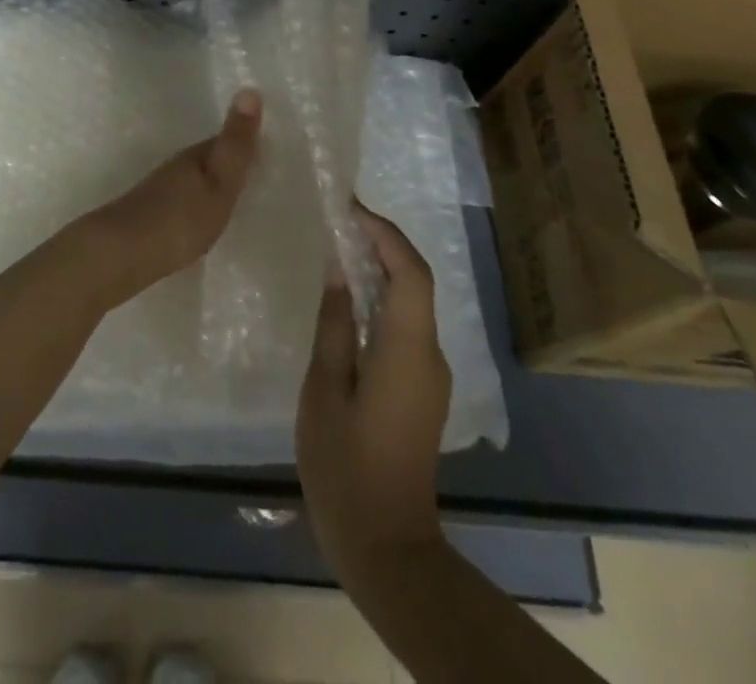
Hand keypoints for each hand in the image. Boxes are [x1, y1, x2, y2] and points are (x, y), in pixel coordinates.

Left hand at [85, 90, 261, 302]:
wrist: (121, 253)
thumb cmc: (179, 218)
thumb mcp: (218, 182)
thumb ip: (235, 144)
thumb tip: (250, 89)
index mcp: (195, 156)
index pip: (224, 140)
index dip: (245, 141)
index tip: (267, 143)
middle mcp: (175, 167)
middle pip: (207, 159)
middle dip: (227, 162)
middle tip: (255, 169)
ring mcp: (159, 192)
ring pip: (193, 180)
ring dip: (210, 183)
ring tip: (233, 195)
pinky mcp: (150, 217)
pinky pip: (182, 201)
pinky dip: (196, 204)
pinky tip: (201, 219)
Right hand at [297, 204, 451, 584]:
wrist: (386, 546)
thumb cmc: (345, 467)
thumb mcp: (324, 389)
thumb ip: (334, 324)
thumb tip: (339, 269)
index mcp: (408, 350)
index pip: (410, 272)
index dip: (385, 233)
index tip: (349, 208)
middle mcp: (430, 354)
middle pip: (414, 282)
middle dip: (381, 244)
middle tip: (338, 222)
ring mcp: (431, 374)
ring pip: (411, 303)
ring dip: (380, 270)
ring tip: (336, 251)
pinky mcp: (422, 389)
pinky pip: (406, 327)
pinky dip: (381, 301)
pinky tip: (348, 301)